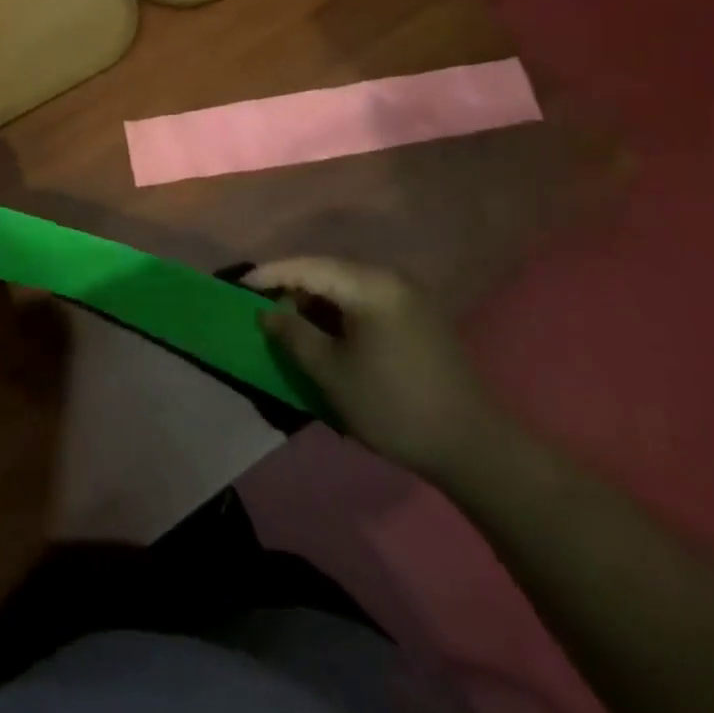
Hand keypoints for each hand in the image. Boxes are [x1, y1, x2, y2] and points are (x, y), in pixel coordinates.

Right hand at [246, 258, 499, 477]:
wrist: (473, 446)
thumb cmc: (393, 405)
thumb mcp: (331, 373)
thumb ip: (293, 335)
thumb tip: (267, 311)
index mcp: (369, 285)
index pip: (307, 267)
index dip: (270, 275)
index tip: (240, 285)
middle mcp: (390, 278)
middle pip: (328, 271)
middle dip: (292, 287)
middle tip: (264, 308)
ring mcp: (408, 296)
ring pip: (347, 286)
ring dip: (317, 302)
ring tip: (292, 324)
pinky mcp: (419, 316)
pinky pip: (366, 301)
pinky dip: (341, 312)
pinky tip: (329, 335)